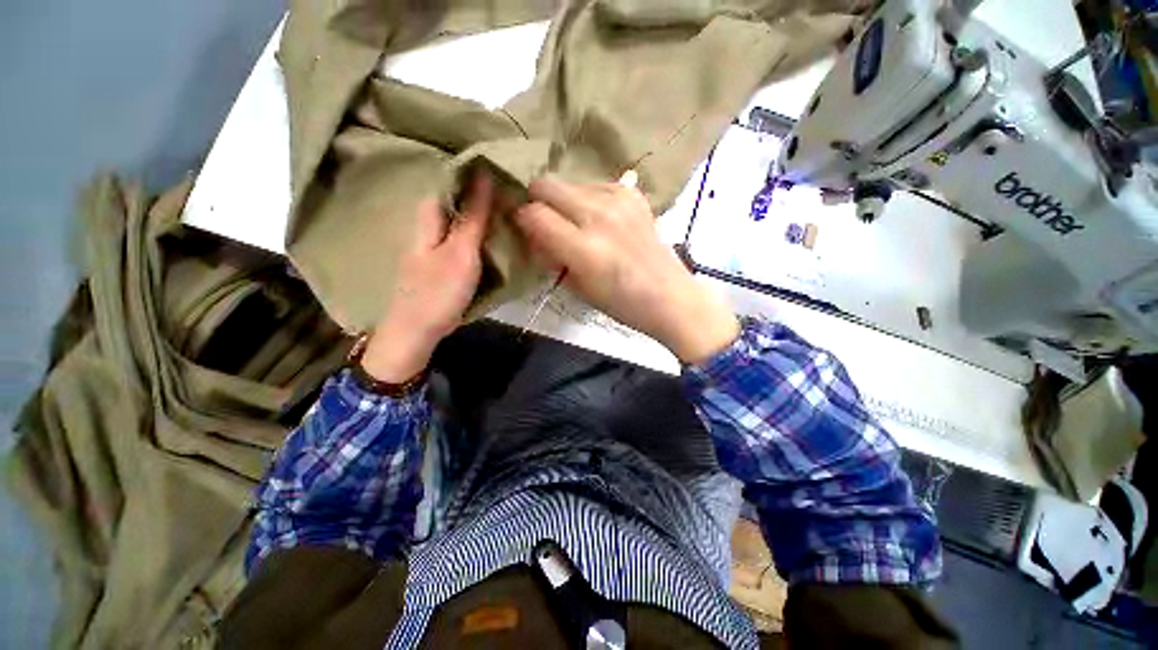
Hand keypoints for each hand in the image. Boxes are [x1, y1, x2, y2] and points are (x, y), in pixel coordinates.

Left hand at [362, 176, 492, 381]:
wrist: (417, 332)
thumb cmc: (438, 290)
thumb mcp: (461, 252)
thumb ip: (473, 217)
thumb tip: (484, 176)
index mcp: (428, 218)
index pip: (449, 182)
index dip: (472, 173)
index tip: (500, 169)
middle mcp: (429, 227)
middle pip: (455, 201)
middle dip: (480, 194)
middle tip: (510, 194)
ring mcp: (434, 247)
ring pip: (459, 222)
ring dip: (481, 215)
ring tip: (508, 212)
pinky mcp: (442, 264)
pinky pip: (462, 241)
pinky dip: (478, 236)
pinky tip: (494, 240)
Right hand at [513, 176, 738, 364]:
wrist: (669, 296)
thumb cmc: (621, 303)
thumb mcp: (577, 287)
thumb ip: (550, 256)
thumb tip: (532, 233)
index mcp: (584, 249)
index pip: (533, 214)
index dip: (522, 219)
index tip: (524, 229)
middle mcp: (599, 216)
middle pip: (546, 185)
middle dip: (537, 202)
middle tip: (545, 223)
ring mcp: (619, 200)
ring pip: (569, 182)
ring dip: (563, 201)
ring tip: (576, 224)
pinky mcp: (633, 194)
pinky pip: (595, 185)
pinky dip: (587, 198)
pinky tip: (599, 219)